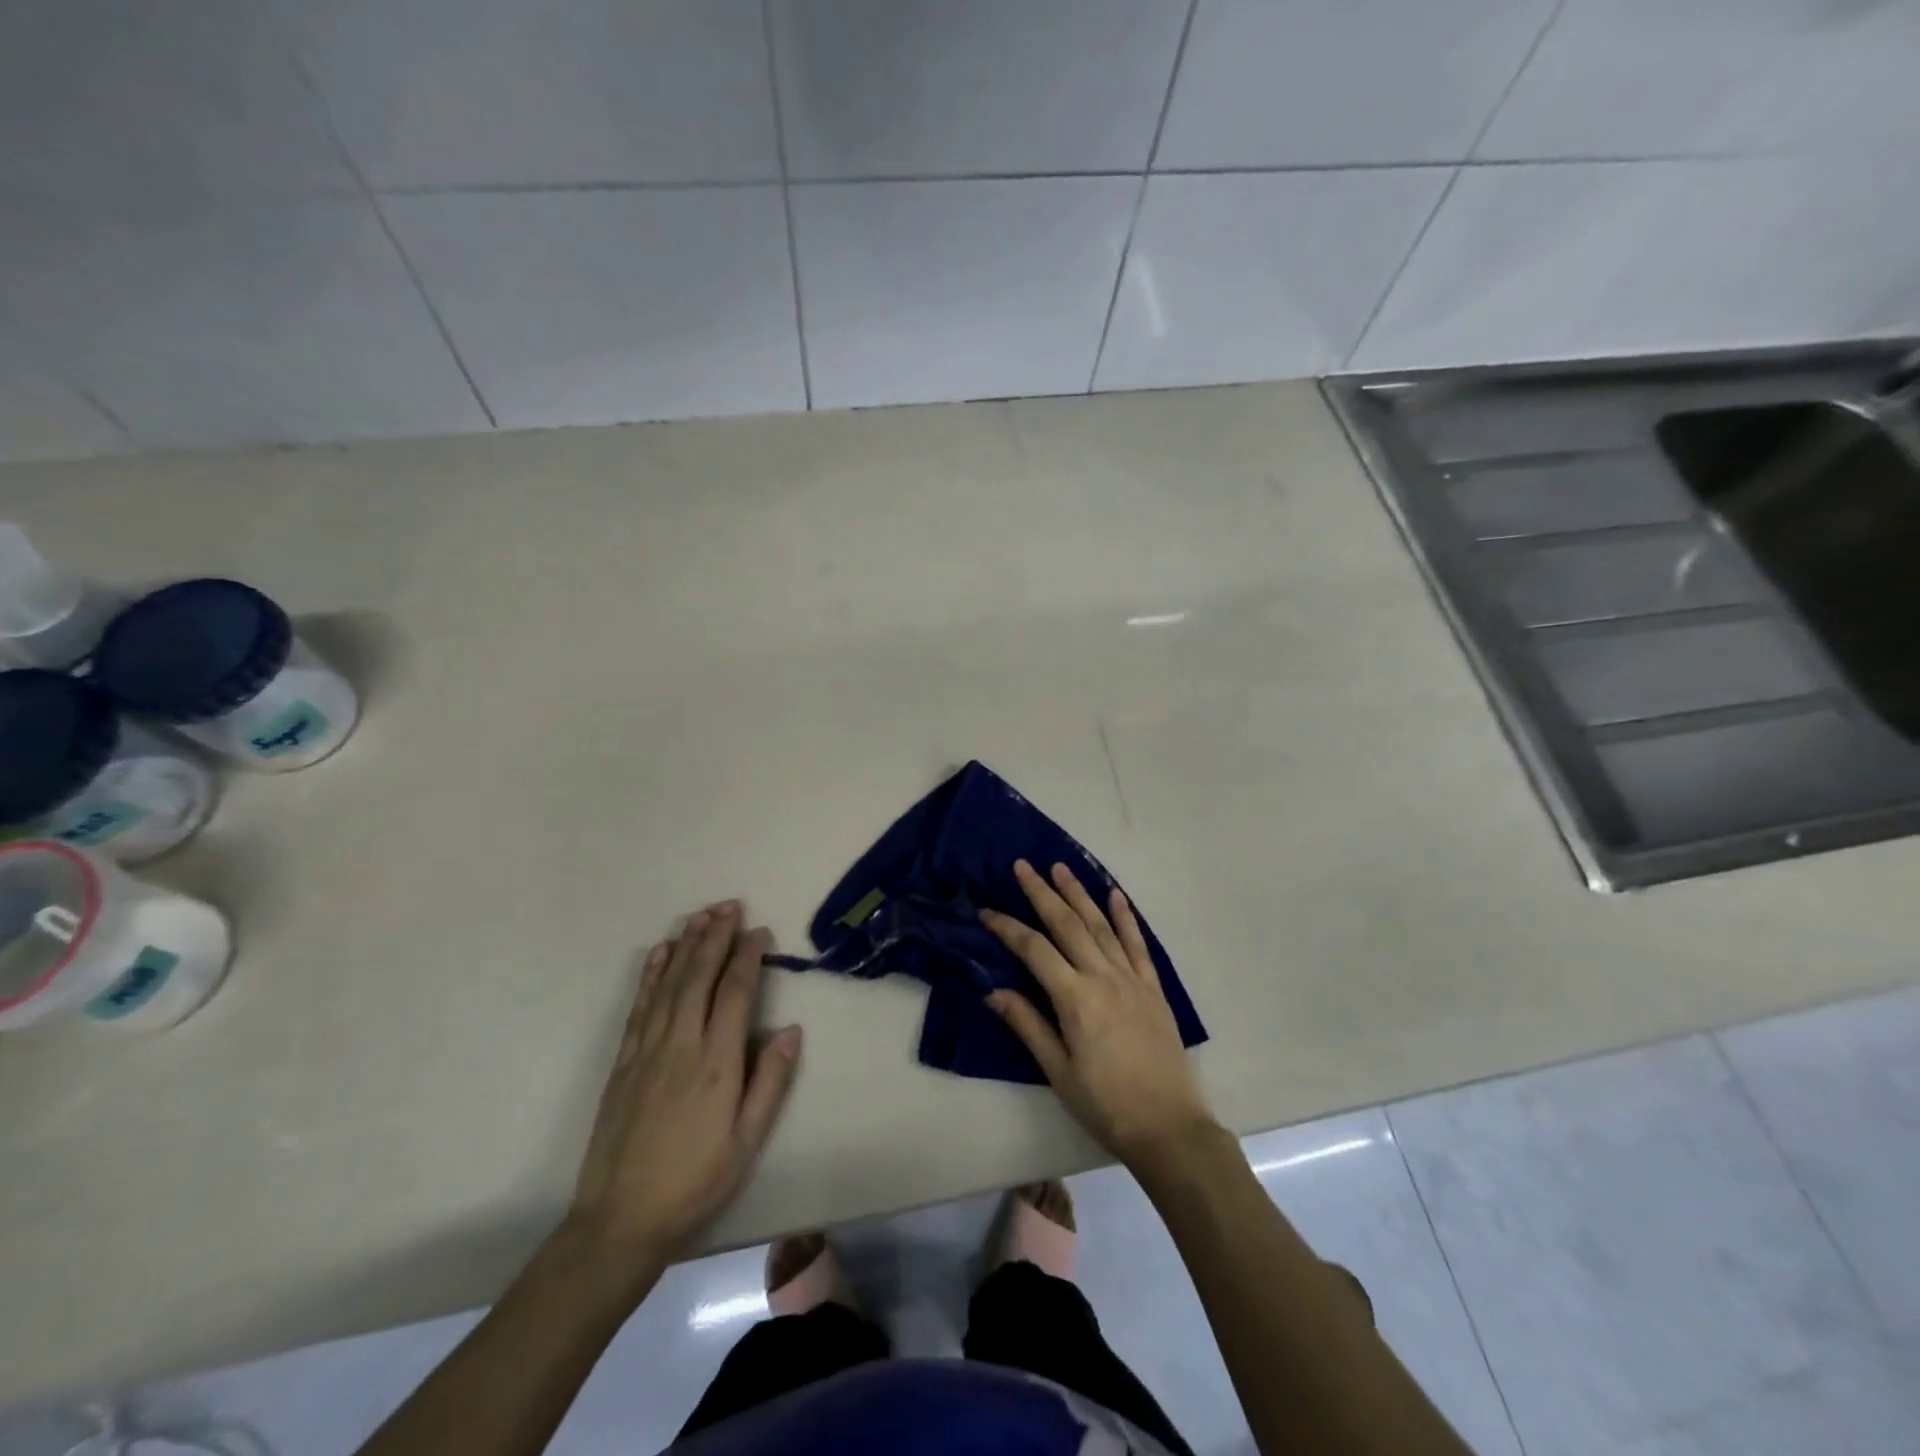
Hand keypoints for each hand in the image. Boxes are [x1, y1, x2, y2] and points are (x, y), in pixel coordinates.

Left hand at [566, 901, 801, 1275]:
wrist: (620, 1220)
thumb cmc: (695, 1180)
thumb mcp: (747, 1140)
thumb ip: (770, 1082)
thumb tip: (790, 1030)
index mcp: (717, 1063)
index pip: (736, 993)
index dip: (749, 957)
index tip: (760, 932)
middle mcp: (681, 1045)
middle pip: (700, 977)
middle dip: (717, 937)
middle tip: (730, 906)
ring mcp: (647, 1050)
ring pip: (669, 984)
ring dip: (686, 946)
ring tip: (701, 916)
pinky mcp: (624, 1061)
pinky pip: (640, 1006)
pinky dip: (651, 974)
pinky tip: (660, 953)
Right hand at [982, 861, 1219, 1169]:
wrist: (1169, 1126)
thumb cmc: (1105, 1104)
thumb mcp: (1057, 1071)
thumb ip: (1027, 1025)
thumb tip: (993, 990)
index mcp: (1075, 998)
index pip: (1034, 950)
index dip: (1008, 928)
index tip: (986, 912)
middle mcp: (1103, 977)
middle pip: (1067, 925)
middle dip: (1042, 893)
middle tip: (1023, 866)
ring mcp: (1131, 979)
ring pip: (1100, 926)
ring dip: (1079, 894)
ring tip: (1060, 868)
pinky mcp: (1153, 988)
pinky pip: (1137, 944)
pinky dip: (1126, 917)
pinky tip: (1115, 895)